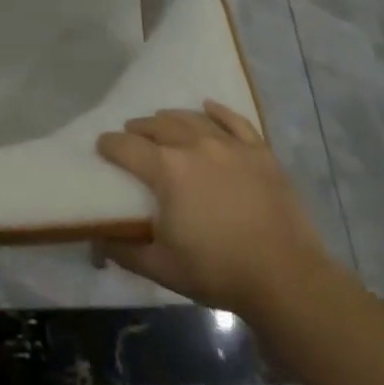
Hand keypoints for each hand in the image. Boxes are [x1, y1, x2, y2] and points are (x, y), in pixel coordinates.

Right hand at [97, 101, 338, 319]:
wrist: (285, 277)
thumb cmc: (218, 271)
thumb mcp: (162, 268)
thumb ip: (125, 250)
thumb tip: (98, 239)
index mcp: (167, 169)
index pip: (126, 147)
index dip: (109, 145)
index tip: (101, 146)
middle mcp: (194, 144)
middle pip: (157, 125)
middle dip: (139, 129)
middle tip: (131, 136)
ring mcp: (229, 144)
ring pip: (191, 118)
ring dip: (170, 119)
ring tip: (162, 123)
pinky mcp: (258, 151)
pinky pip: (233, 120)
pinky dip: (217, 111)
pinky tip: (207, 107)